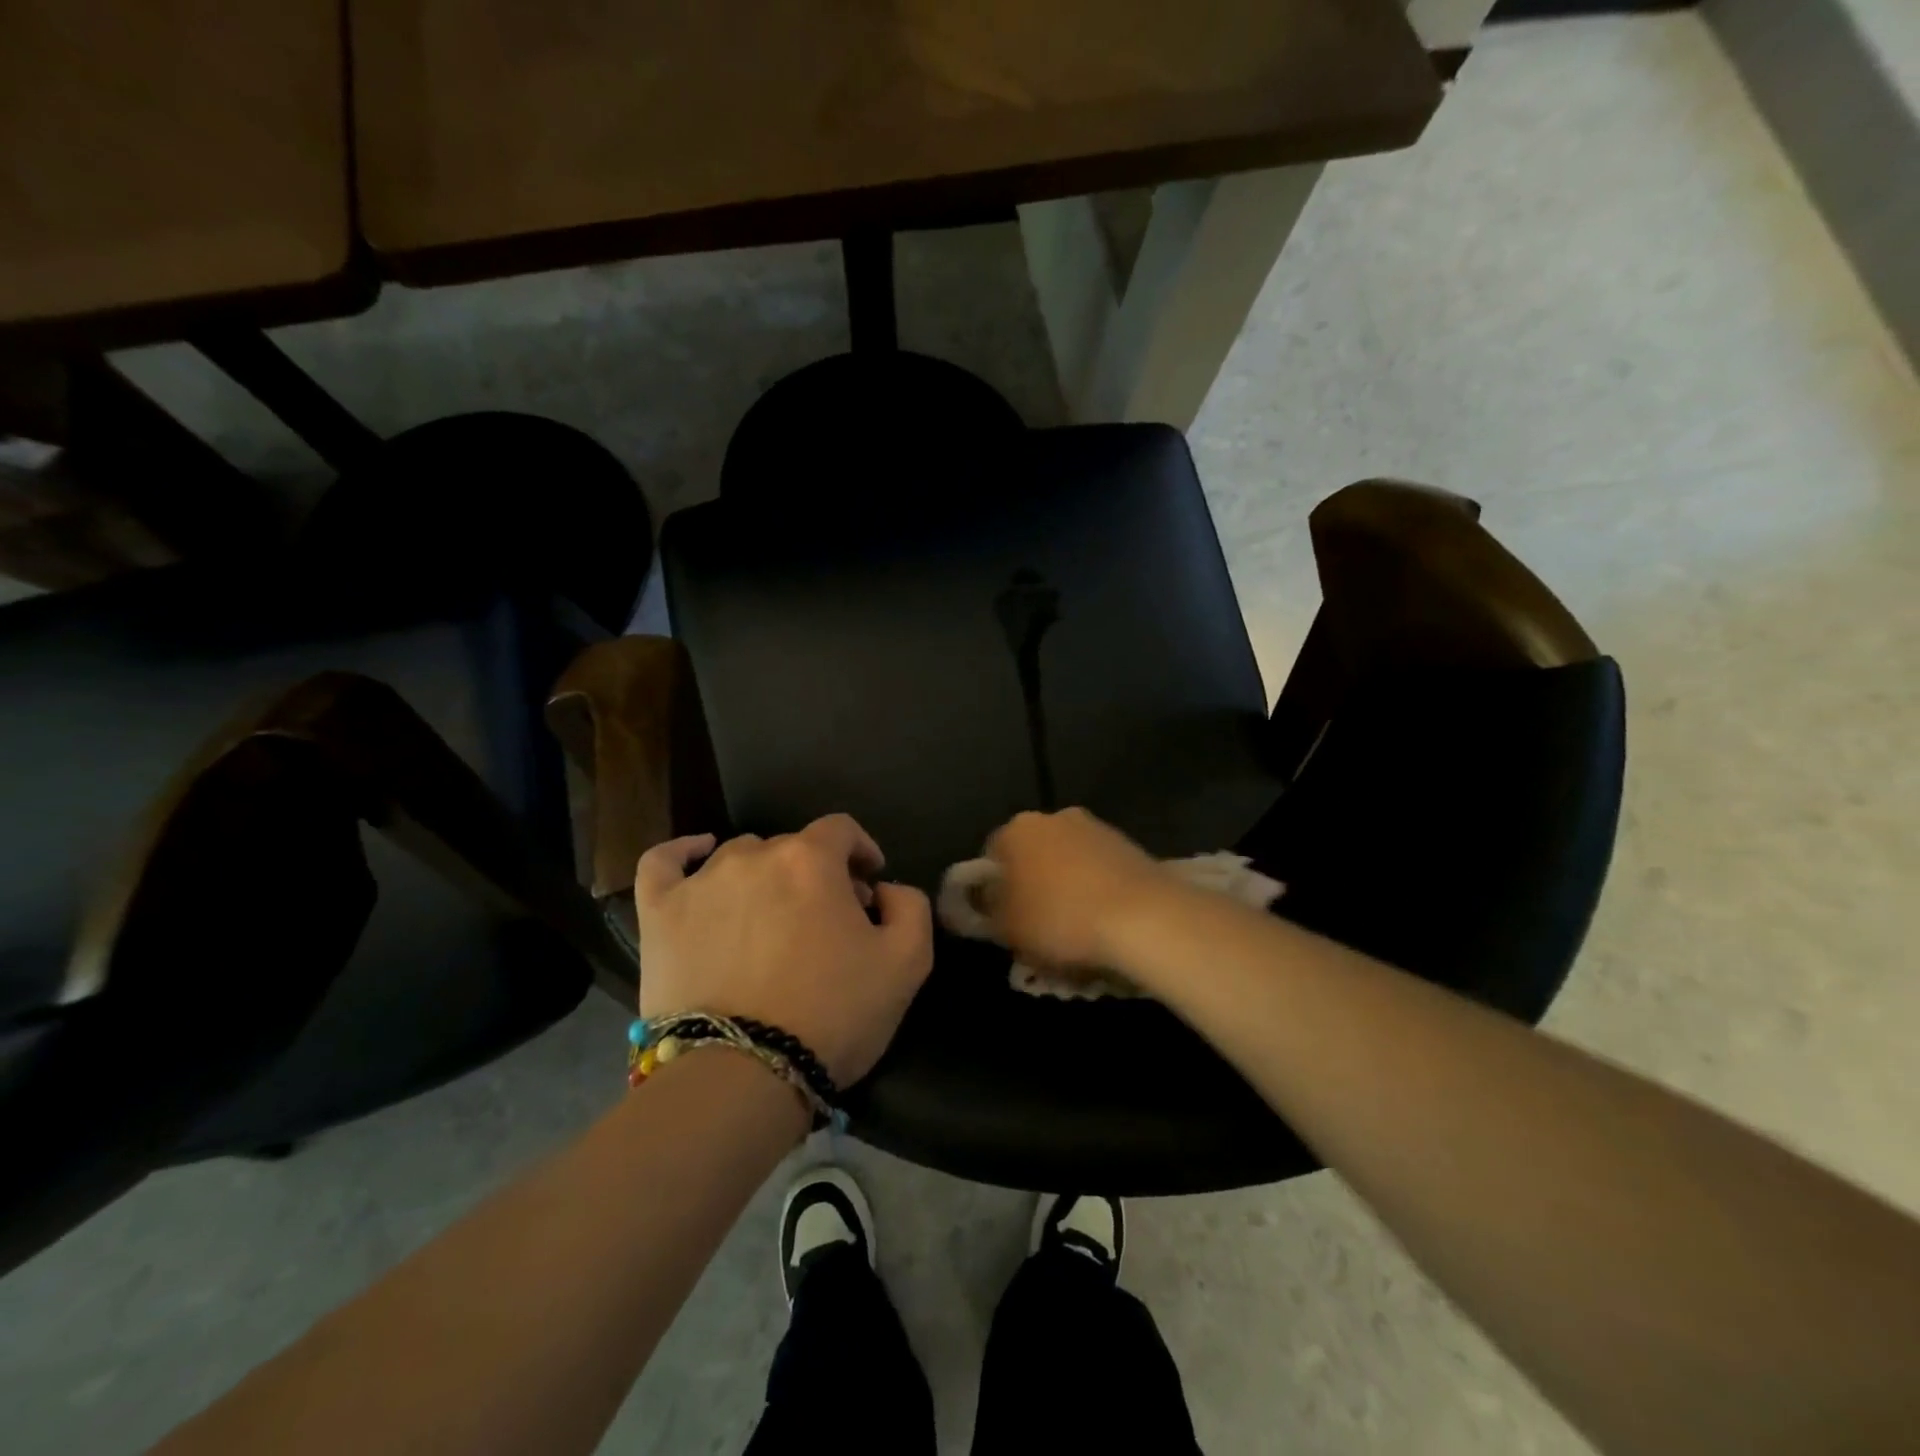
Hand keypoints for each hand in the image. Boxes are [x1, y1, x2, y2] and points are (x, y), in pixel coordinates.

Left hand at [634, 815, 933, 1086]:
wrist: (741, 1075)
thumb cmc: (831, 1015)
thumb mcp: (907, 963)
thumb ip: (909, 906)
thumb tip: (883, 889)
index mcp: (811, 860)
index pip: (842, 830)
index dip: (860, 851)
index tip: (868, 883)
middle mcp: (754, 856)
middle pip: (792, 847)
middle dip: (816, 874)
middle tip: (825, 920)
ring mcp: (700, 882)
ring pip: (739, 857)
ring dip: (763, 876)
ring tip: (769, 917)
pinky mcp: (659, 913)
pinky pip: (663, 863)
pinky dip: (682, 853)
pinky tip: (697, 855)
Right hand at [981, 808, 1172, 971]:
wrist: (1143, 917)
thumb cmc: (1059, 919)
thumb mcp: (1007, 928)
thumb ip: (986, 912)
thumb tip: (982, 900)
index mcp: (1017, 829)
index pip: (991, 854)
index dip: (993, 889)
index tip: (1001, 918)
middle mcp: (1055, 817)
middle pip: (1033, 853)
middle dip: (1033, 883)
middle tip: (1037, 924)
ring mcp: (1096, 828)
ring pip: (1069, 861)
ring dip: (1068, 886)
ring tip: (1076, 929)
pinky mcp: (1129, 845)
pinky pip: (1100, 870)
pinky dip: (1097, 890)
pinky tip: (1104, 922)